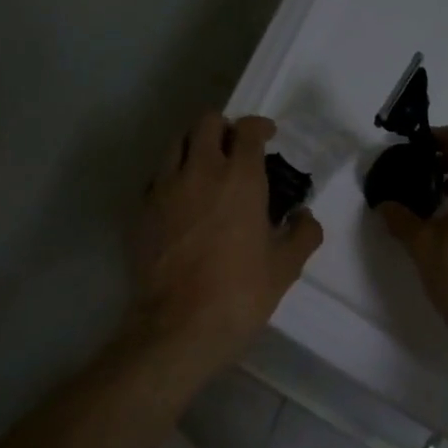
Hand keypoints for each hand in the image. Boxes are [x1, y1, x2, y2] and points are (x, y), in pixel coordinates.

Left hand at [127, 112, 322, 375]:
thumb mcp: (285, 267)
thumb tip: (304, 217)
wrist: (179, 325)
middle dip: (224, 127)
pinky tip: (182, 198)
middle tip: (235, 146)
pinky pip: (157, 177)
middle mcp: (199, 171)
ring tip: (206, 167)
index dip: (259, 127)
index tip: (267, 135)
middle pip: (206, 123)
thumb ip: (302, 234)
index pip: (247, 131)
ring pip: (175, 143)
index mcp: (240, 179)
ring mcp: (165, 188)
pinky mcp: (142, 210)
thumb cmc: (240, 293)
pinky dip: (172, 176)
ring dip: (194, 145)